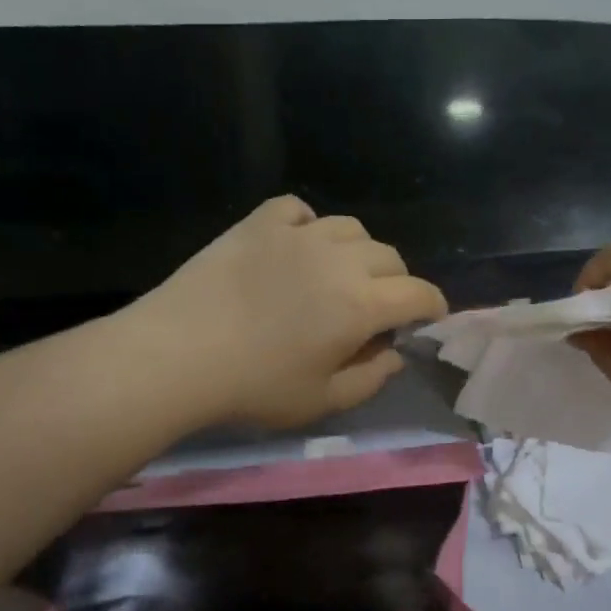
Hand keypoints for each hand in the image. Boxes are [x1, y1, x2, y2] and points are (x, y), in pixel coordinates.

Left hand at [127, 197, 447, 428]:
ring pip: (351, 228)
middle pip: (390, 257)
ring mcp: (297, 235)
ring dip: (359, 252)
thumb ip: (371, 378)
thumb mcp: (323, 401)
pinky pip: (298, 208)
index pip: (419, 294)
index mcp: (361, 304)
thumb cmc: (255, 387)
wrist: (177, 354)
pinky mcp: (259, 224)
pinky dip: (309, 224)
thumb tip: (395, 354)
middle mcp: (339, 259)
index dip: (433, 308)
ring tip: (340, 275)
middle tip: (377, 309)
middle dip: (396, 283)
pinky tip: (298, 246)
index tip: (428, 320)